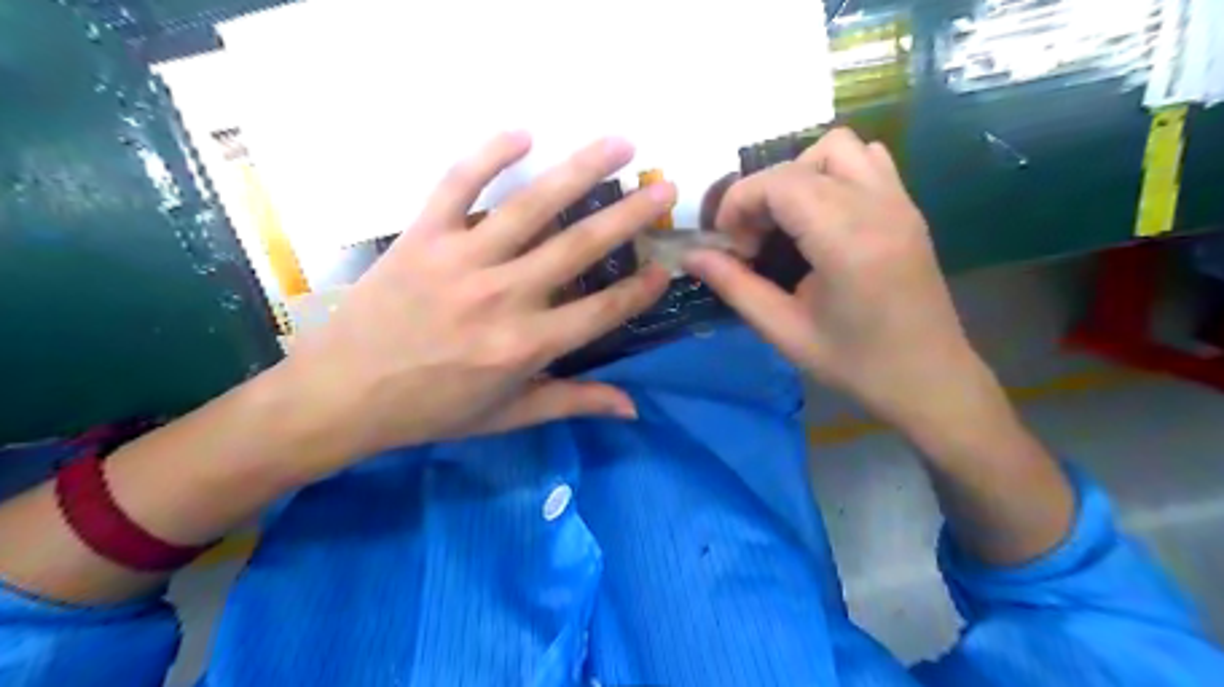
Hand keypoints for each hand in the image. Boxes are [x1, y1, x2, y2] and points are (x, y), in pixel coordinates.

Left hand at [280, 133, 667, 465]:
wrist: (341, 395)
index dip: (639, 289)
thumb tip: (632, 408)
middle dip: (631, 215)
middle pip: (580, 247)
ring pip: (532, 206)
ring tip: (620, 142)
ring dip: (581, 170)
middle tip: (665, 188)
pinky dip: (488, 155)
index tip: (665, 267)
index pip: (602, 311)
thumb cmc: (431, 410)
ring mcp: (461, 260)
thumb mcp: (508, 416)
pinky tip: (523, 132)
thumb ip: (573, 403)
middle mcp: (503, 297)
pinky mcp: (422, 237)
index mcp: (526, 346)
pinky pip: (458, 185)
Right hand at [685, 128, 998, 437]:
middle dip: (762, 193)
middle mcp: (877, 206)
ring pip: (838, 148)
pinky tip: (822, 217)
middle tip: (753, 240)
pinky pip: (867, 160)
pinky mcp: (908, 207)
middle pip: (802, 162)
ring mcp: (899, 201)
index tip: (728, 243)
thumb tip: (692, 256)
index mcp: (846, 240)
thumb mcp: (784, 331)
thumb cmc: (855, 363)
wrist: (929, 378)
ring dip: (799, 173)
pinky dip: (833, 173)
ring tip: (787, 221)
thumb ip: (735, 286)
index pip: (779, 183)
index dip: (739, 202)